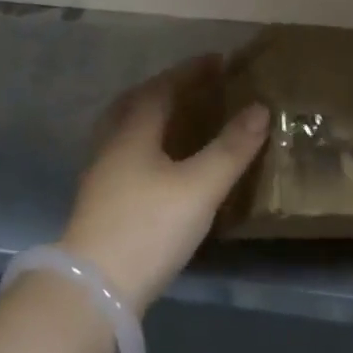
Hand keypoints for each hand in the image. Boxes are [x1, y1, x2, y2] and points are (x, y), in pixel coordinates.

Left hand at [60, 56, 269, 315]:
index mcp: (134, 130)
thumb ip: (231, 148)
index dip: (191, 71)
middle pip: (137, 102)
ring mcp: (100, 174)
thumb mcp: (200, 187)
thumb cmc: (149, 227)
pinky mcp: (99, 202)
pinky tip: (160, 164)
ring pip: (126, 128)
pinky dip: (146, 143)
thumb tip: (260, 108)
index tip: (217, 60)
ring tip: (179, 119)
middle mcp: (112, 143)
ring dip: (152, 115)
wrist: (93, 292)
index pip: (163, 87)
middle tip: (195, 86)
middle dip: (167, 88)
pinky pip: (125, 153)